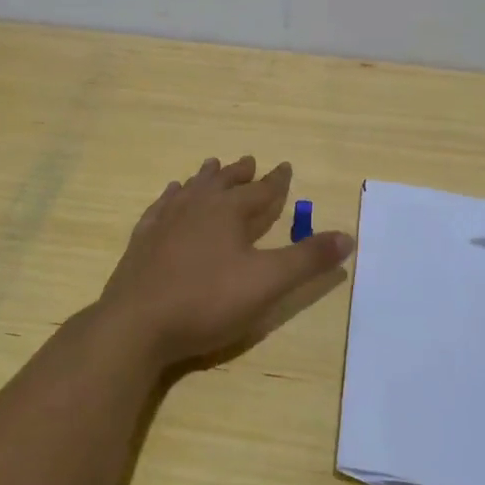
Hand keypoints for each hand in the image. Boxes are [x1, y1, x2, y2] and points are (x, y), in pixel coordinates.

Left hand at [96, 155, 354, 368]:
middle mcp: (196, 206)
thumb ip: (307, 259)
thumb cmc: (207, 301)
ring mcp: (165, 221)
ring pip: (190, 189)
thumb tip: (347, 236)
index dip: (276, 180)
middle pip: (222, 182)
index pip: (260, 190)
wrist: (137, 323)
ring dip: (205, 178)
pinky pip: (160, 206)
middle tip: (248, 160)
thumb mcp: (267, 283)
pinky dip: (170, 196)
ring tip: (211, 166)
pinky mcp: (142, 240)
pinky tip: (169, 196)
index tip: (285, 166)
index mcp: (228, 212)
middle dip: (239, 173)